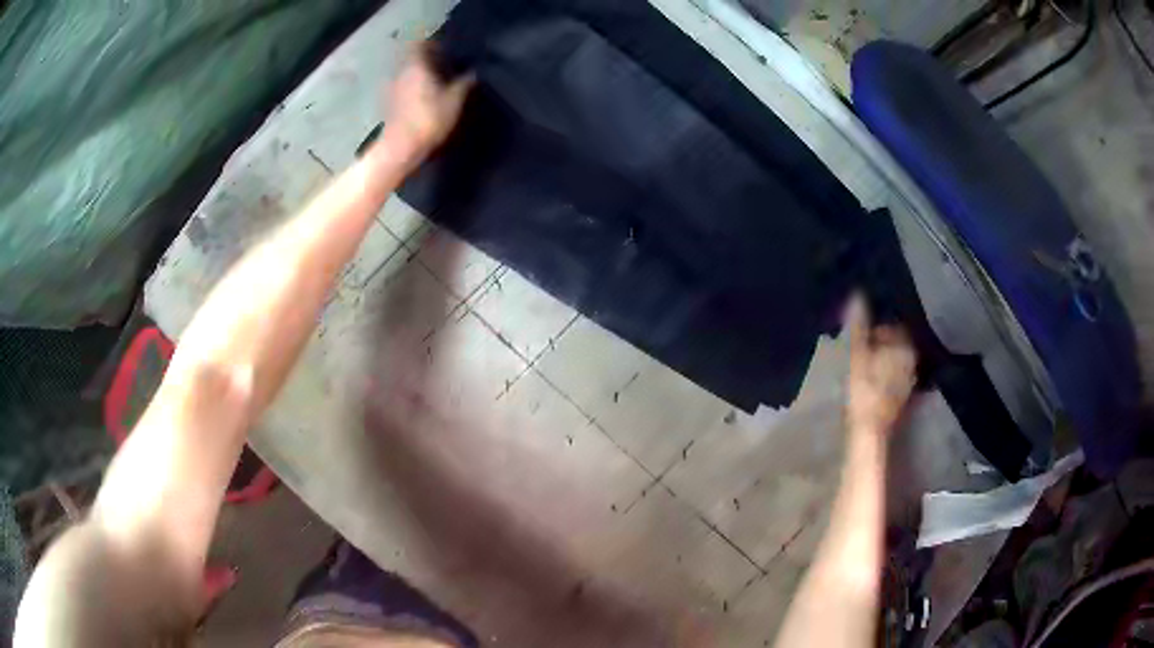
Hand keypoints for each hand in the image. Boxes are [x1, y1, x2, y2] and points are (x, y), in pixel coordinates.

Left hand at [383, 45, 473, 157]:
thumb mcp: (454, 101)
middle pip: (414, 57)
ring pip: (409, 72)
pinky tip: (426, 95)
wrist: (400, 149)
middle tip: (446, 62)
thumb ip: (464, 83)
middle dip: (428, 58)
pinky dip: (414, 86)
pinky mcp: (390, 104)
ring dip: (421, 73)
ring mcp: (393, 88)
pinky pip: (404, 86)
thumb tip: (474, 72)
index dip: (433, 42)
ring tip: (438, 79)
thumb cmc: (428, 120)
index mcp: (417, 65)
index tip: (446, 45)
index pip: (422, 43)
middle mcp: (402, 72)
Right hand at [845, 294, 915, 435]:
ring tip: (867, 360)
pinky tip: (875, 377)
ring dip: (885, 356)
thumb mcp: (857, 354)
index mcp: (905, 345)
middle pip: (897, 341)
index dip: (877, 326)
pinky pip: (897, 372)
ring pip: (897, 358)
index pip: (893, 325)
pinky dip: (887, 370)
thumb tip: (857, 294)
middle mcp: (913, 358)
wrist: (870, 430)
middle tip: (863, 345)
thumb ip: (859, 325)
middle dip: (883, 340)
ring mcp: (910, 377)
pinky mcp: (905, 393)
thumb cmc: (864, 390)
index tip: (861, 334)